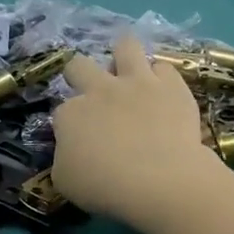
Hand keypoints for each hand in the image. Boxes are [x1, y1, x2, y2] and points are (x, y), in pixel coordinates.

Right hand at [51, 32, 213, 227]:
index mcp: (70, 114)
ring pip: (126, 46)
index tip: (78, 141)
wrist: (160, 181)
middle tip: (92, 93)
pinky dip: (162, 78)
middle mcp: (99, 90)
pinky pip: (164, 68)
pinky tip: (163, 91)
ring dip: (124, 53)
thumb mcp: (65, 181)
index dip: (69, 124)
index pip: (61, 111)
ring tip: (128, 67)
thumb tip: (72, 150)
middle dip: (80, 74)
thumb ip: (64, 157)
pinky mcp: (172, 86)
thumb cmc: (105, 187)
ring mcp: (137, 83)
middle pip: (79, 65)